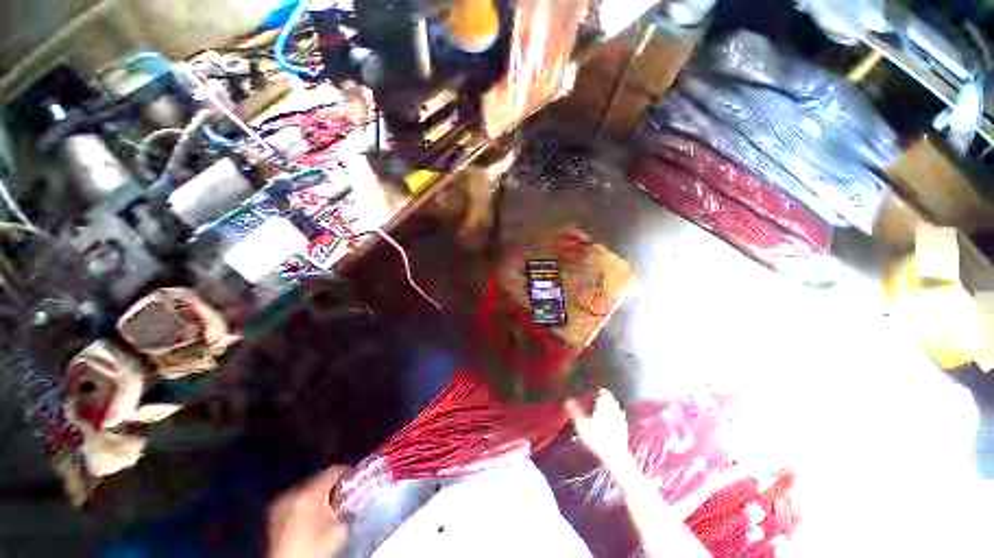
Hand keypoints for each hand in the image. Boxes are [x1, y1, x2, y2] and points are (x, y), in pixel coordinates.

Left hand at [267, 466, 350, 557]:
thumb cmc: (314, 549)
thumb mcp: (341, 530)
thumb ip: (348, 509)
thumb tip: (353, 503)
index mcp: (310, 492)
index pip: (333, 470)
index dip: (346, 473)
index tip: (354, 478)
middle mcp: (292, 493)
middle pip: (318, 480)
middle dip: (330, 487)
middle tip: (342, 495)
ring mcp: (280, 505)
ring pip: (305, 491)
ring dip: (316, 496)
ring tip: (327, 508)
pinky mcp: (273, 517)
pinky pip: (294, 502)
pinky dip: (304, 505)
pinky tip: (311, 518)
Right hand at [565, 389, 632, 472]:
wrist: (616, 456)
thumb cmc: (597, 438)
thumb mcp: (582, 424)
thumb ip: (575, 411)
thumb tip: (567, 399)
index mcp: (605, 406)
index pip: (605, 394)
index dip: (602, 391)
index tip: (599, 390)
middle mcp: (615, 411)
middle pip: (612, 401)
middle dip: (607, 398)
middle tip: (602, 397)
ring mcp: (621, 421)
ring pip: (617, 409)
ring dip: (612, 407)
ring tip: (607, 408)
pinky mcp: (624, 431)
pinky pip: (620, 419)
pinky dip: (616, 417)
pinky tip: (612, 422)